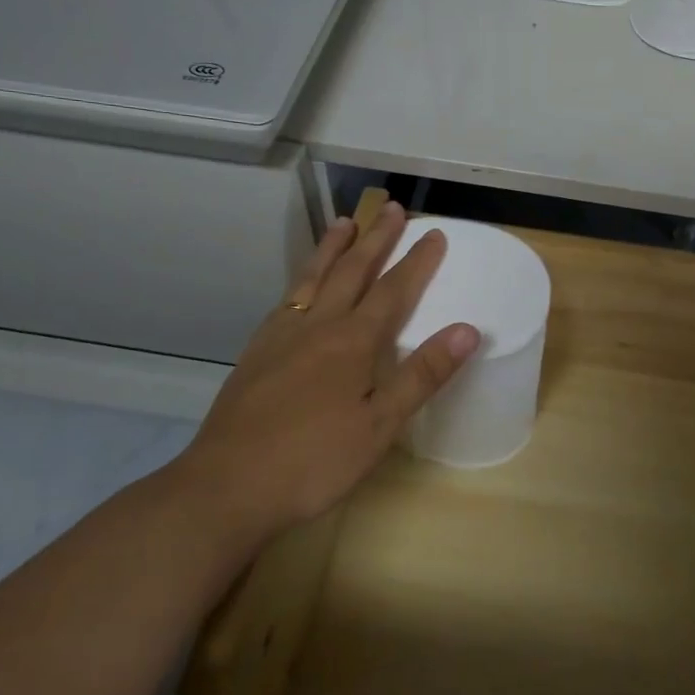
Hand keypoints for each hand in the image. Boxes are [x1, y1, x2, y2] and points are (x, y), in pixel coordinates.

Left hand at [165, 202, 479, 542]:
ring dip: (333, 247)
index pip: (393, 290)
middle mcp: (317, 326)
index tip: (434, 233)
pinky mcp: (256, 353)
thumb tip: (467, 329)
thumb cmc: (314, 461)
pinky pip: (286, 300)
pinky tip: (300, 286)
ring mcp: (281, 337)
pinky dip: (301, 280)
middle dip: (376, 239)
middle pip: (352, 272)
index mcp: (352, 342)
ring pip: (313, 278)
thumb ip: (422, 375)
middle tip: (392, 208)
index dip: (417, 261)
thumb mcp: (380, 426)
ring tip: (345, 221)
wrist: (227, 486)